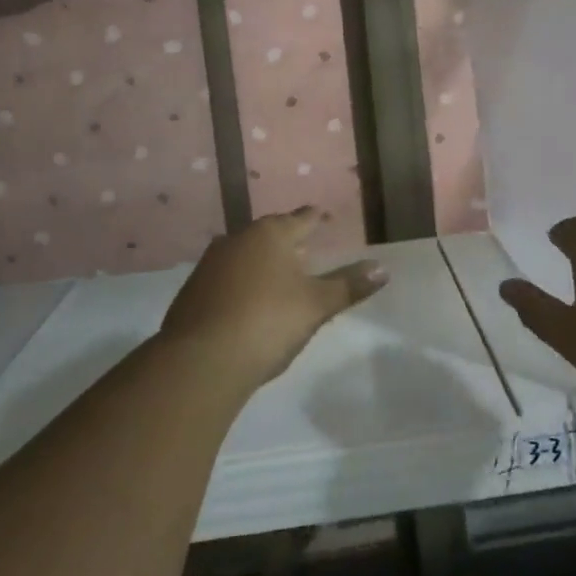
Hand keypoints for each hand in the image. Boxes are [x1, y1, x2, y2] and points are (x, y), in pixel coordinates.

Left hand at [160, 208, 385, 390]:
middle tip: (304, 248)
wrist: (201, 360)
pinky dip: (240, 283)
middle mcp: (238, 239)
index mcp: (271, 234)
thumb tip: (383, 268)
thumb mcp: (316, 305)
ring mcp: (210, 264)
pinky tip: (247, 301)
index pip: (301, 218)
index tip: (322, 214)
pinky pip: (225, 278)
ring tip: (277, 275)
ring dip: (261, 262)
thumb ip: (349, 285)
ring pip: (244, 254)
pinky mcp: (192, 291)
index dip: (315, 218)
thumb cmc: (268, 322)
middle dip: (287, 240)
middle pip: (270, 233)